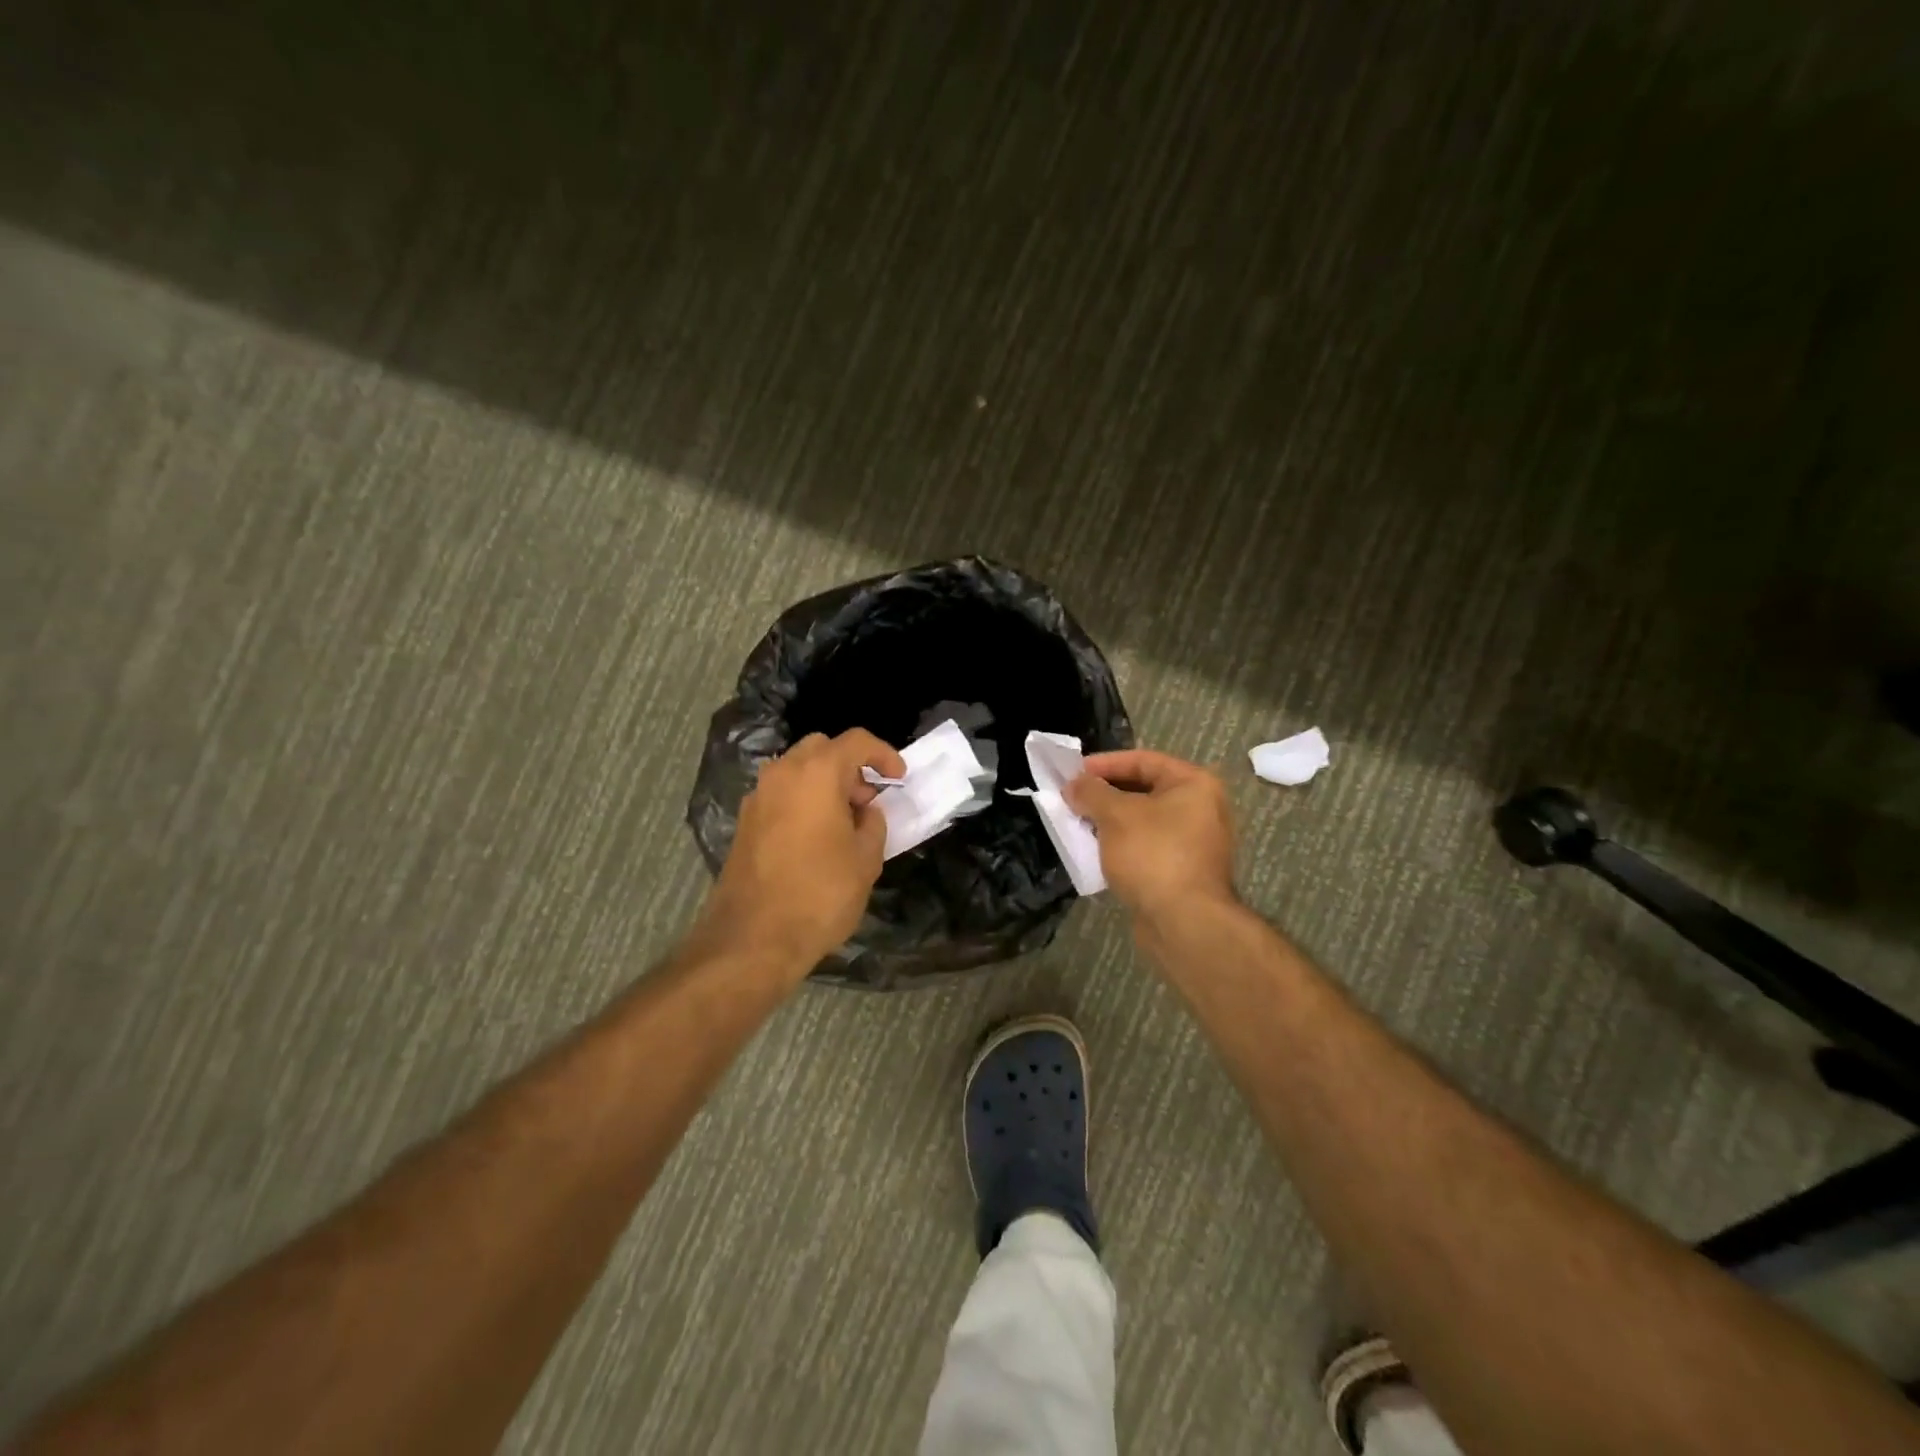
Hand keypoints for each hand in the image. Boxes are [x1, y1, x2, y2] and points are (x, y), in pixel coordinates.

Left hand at [701, 729, 906, 971]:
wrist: (753, 939)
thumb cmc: (820, 894)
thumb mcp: (866, 860)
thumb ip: (873, 824)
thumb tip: (865, 812)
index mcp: (816, 773)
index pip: (856, 741)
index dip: (884, 754)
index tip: (898, 778)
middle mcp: (782, 774)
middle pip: (822, 749)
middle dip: (850, 766)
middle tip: (868, 800)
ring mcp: (758, 797)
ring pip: (797, 770)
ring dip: (824, 783)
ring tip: (845, 821)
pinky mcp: (744, 822)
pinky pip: (781, 795)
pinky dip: (803, 801)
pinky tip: (817, 838)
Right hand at [1064, 749, 1236, 925]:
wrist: (1185, 923)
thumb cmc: (1153, 855)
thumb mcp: (1115, 815)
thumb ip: (1091, 792)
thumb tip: (1074, 784)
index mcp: (1194, 784)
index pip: (1143, 760)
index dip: (1105, 763)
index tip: (1074, 772)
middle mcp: (1201, 808)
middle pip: (1144, 790)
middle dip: (1105, 794)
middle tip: (1073, 798)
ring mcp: (1194, 842)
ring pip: (1143, 821)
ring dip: (1110, 821)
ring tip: (1078, 823)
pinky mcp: (1182, 871)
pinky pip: (1146, 847)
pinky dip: (1121, 845)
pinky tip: (1095, 851)